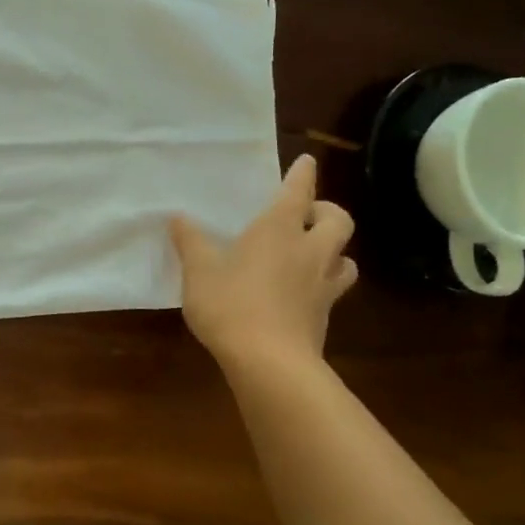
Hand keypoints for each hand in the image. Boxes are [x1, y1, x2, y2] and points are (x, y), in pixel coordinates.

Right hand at [169, 154, 357, 370]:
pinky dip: (323, 285)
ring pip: (346, 258)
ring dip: (334, 251)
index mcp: (278, 230)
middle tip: (307, 217)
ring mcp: (322, 285)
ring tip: (312, 256)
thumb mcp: (198, 272)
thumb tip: (178, 217)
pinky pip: (333, 290)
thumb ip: (190, 242)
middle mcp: (309, 251)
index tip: (307, 161)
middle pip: (338, 221)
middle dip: (327, 212)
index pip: (298, 192)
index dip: (303, 174)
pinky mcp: (325, 316)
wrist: (270, 362)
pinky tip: (303, 294)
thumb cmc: (231, 305)